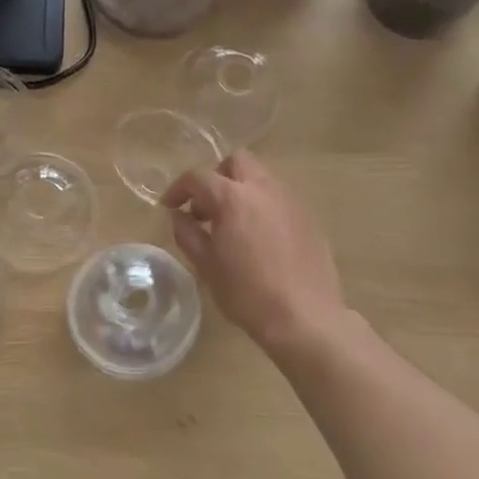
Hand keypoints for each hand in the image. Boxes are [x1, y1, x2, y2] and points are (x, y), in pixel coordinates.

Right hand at [162, 149, 347, 356]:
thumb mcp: (206, 265)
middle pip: (236, 162)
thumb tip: (178, 216)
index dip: (178, 189)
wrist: (304, 316)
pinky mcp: (308, 216)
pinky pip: (279, 197)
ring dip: (241, 189)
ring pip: (261, 177)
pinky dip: (262, 205)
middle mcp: (264, 189)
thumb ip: (187, 233)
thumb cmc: (247, 293)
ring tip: (232, 223)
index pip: (198, 177)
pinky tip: (258, 236)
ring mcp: (291, 200)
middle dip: (216, 177)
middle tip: (205, 207)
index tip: (170, 207)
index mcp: (233, 198)